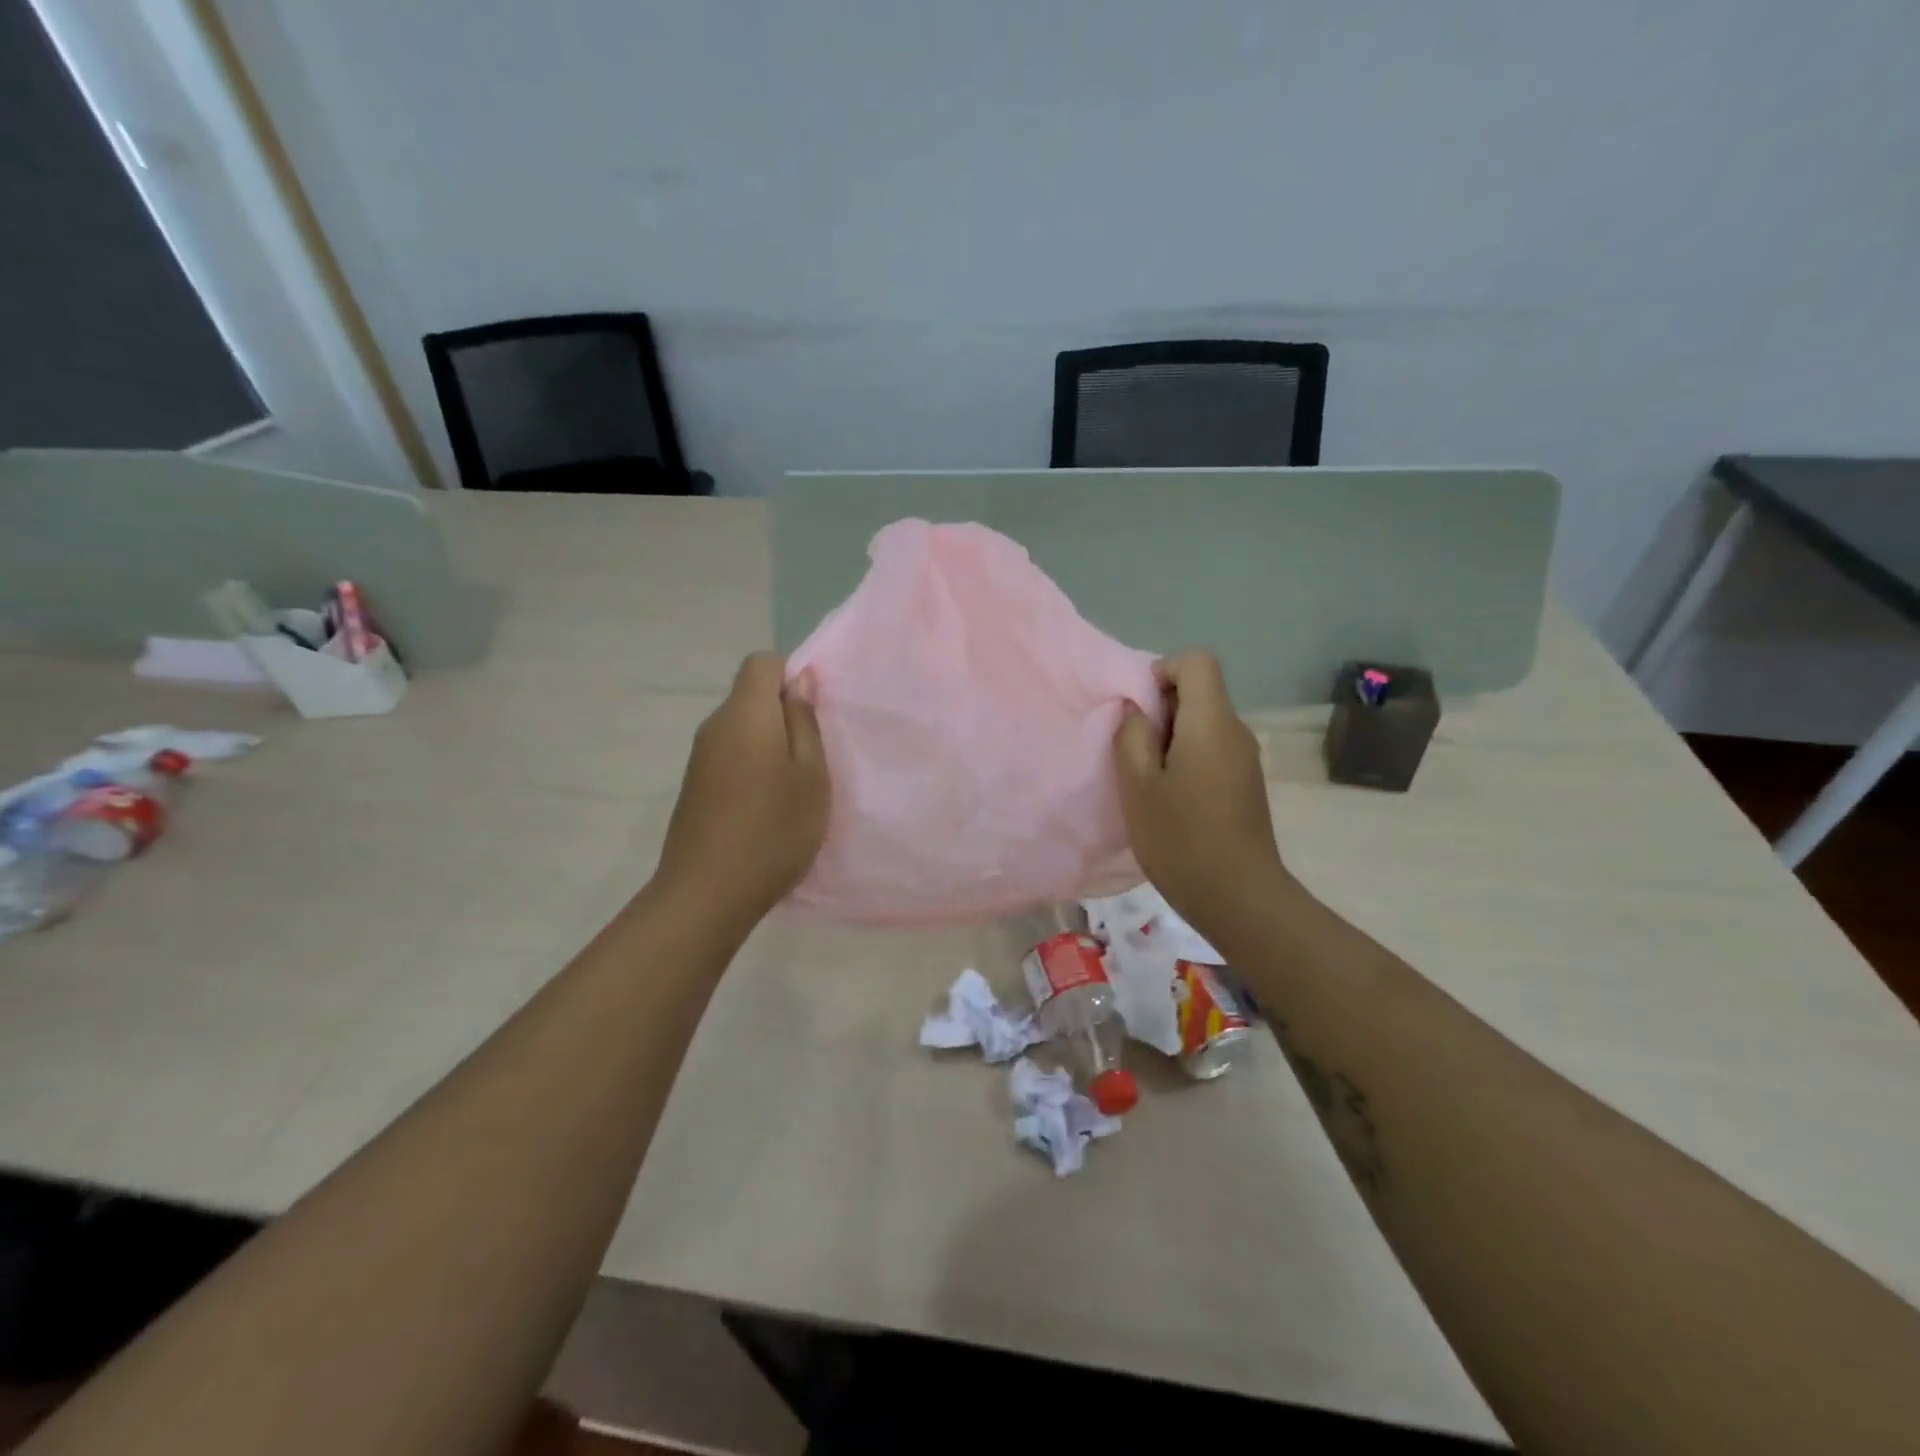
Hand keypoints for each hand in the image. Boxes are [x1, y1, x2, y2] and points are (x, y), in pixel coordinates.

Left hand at [652, 653, 829, 927]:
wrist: (707, 893)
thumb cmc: (774, 830)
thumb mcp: (811, 775)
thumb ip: (805, 722)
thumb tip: (799, 680)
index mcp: (745, 714)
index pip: (761, 662)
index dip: (791, 674)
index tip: (814, 712)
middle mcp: (715, 726)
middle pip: (750, 695)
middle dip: (783, 712)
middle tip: (814, 753)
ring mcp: (700, 757)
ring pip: (741, 727)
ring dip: (769, 741)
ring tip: (794, 783)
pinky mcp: (694, 784)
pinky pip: (729, 754)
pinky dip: (752, 764)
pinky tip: (767, 803)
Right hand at [1113, 652, 1291, 938]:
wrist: (1239, 897)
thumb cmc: (1181, 838)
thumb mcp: (1138, 785)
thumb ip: (1132, 736)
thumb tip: (1137, 710)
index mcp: (1211, 722)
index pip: (1197, 661)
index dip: (1163, 671)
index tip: (1139, 709)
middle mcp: (1236, 731)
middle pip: (1200, 692)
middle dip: (1161, 709)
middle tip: (1134, 750)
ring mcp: (1246, 758)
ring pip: (1205, 723)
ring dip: (1171, 738)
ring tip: (1148, 779)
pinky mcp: (1246, 783)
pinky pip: (1213, 749)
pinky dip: (1187, 758)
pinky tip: (1171, 798)